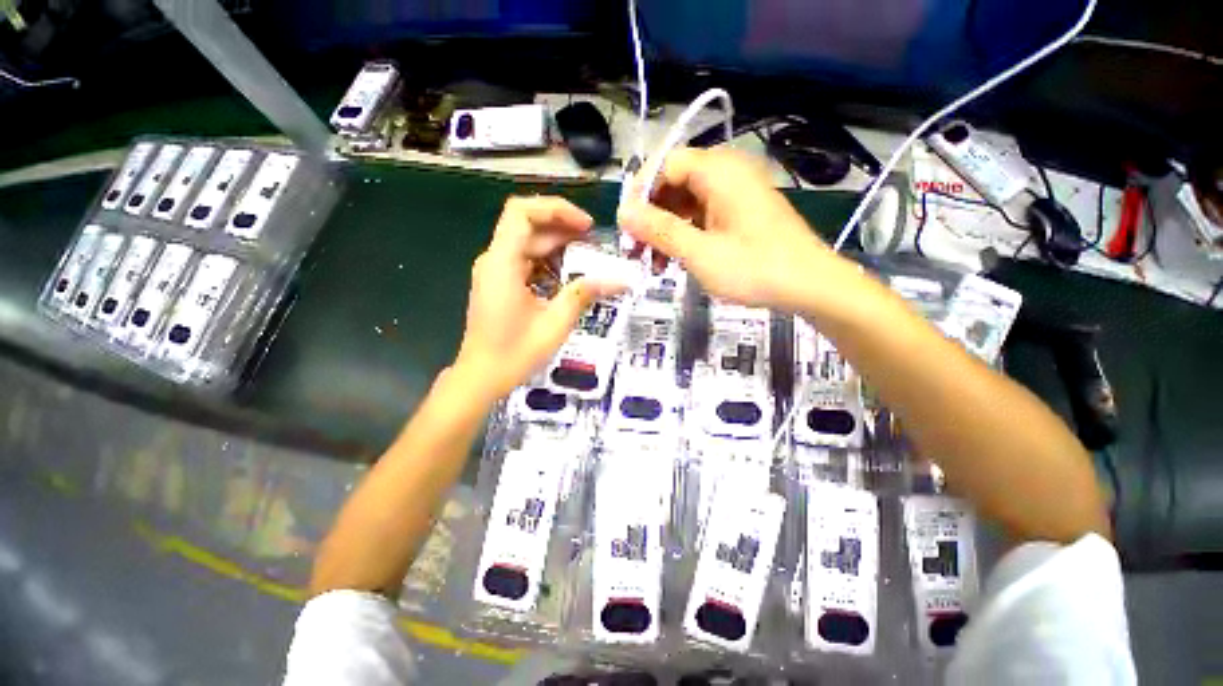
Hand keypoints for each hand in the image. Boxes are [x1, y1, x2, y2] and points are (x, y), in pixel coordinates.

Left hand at [453, 196, 625, 401]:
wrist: (481, 378)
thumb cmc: (515, 353)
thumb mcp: (555, 324)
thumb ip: (583, 294)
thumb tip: (618, 280)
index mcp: (502, 263)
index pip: (522, 213)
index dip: (556, 209)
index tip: (585, 226)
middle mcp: (494, 260)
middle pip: (529, 227)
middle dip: (564, 230)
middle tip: (596, 245)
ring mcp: (495, 271)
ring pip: (528, 244)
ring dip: (559, 247)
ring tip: (589, 259)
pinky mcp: (499, 283)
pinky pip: (526, 262)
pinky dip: (548, 263)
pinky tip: (569, 276)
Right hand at [618, 148, 842, 313]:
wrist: (810, 285)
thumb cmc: (755, 268)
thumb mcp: (699, 252)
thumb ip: (659, 230)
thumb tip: (623, 213)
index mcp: (718, 171)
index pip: (664, 164)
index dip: (640, 193)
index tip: (626, 226)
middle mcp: (726, 173)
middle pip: (673, 184)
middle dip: (650, 218)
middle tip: (634, 250)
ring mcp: (734, 194)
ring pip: (685, 204)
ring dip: (665, 231)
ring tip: (652, 264)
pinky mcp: (738, 213)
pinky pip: (701, 216)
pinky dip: (684, 236)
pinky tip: (674, 261)